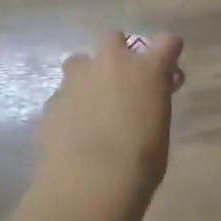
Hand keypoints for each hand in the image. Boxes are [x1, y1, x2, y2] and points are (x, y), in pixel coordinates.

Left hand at [39, 32, 183, 201]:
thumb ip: (152, 104)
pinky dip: (71, 105)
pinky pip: (64, 94)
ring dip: (89, 76)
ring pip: (81, 62)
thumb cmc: (140, 161)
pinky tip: (74, 129)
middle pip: (114, 39)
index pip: (167, 43)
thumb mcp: (159, 129)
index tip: (168, 68)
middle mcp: (111, 63)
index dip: (168, 52)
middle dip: (119, 54)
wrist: (90, 181)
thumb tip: (144, 102)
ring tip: (93, 104)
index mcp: (147, 69)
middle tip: (124, 82)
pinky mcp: (52, 100)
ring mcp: (77, 78)